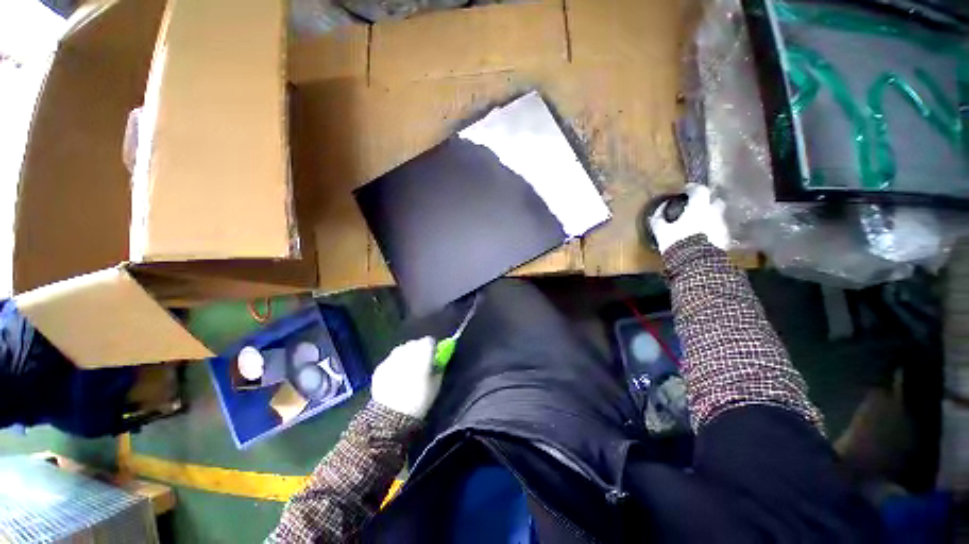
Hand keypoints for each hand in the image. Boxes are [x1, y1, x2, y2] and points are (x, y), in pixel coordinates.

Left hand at [371, 337, 440, 418]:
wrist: (391, 416)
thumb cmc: (419, 399)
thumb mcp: (436, 384)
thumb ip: (438, 368)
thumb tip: (437, 362)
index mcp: (422, 353)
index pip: (430, 340)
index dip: (432, 348)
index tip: (433, 357)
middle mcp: (406, 351)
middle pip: (415, 343)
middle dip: (419, 350)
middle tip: (421, 364)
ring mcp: (391, 358)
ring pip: (402, 350)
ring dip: (406, 356)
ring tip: (407, 371)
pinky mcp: (380, 367)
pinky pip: (390, 360)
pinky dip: (394, 365)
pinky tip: (395, 379)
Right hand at [650, 184, 729, 252]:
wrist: (695, 263)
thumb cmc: (676, 241)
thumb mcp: (661, 230)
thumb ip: (659, 218)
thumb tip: (659, 209)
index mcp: (699, 207)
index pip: (700, 189)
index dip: (692, 188)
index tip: (685, 191)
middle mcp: (714, 212)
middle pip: (715, 201)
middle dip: (707, 202)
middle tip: (696, 208)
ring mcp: (722, 225)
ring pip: (718, 216)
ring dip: (710, 218)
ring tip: (699, 225)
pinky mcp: (726, 239)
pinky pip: (720, 230)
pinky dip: (713, 231)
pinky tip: (704, 238)